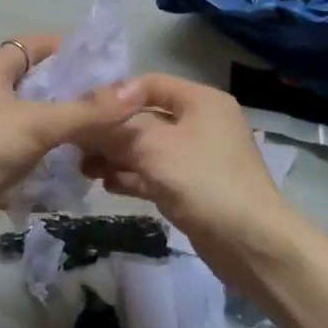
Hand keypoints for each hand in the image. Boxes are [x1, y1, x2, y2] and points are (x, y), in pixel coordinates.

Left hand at [0, 36, 143, 245]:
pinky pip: (16, 153)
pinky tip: (68, 172)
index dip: (66, 48)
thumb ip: (85, 111)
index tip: (103, 63)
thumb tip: (133, 92)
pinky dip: (40, 159)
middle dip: (69, 94)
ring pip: (26, 121)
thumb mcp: (36, 125)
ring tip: (97, 141)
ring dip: (57, 130)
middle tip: (109, 108)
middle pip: (33, 85)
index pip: (33, 45)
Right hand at [79, 73, 301, 282]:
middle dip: (111, 131)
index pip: (150, 83)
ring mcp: (198, 157)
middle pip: (146, 117)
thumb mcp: (153, 147)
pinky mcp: (194, 188)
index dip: (115, 95)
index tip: (84, 112)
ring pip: (148, 148)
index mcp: (200, 101)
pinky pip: (156, 173)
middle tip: (76, 144)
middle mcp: (201, 123)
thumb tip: (87, 122)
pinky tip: (106, 184)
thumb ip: (117, 129)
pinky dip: (132, 176)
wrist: (251, 244)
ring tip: (84, 167)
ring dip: (117, 156)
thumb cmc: (203, 181)